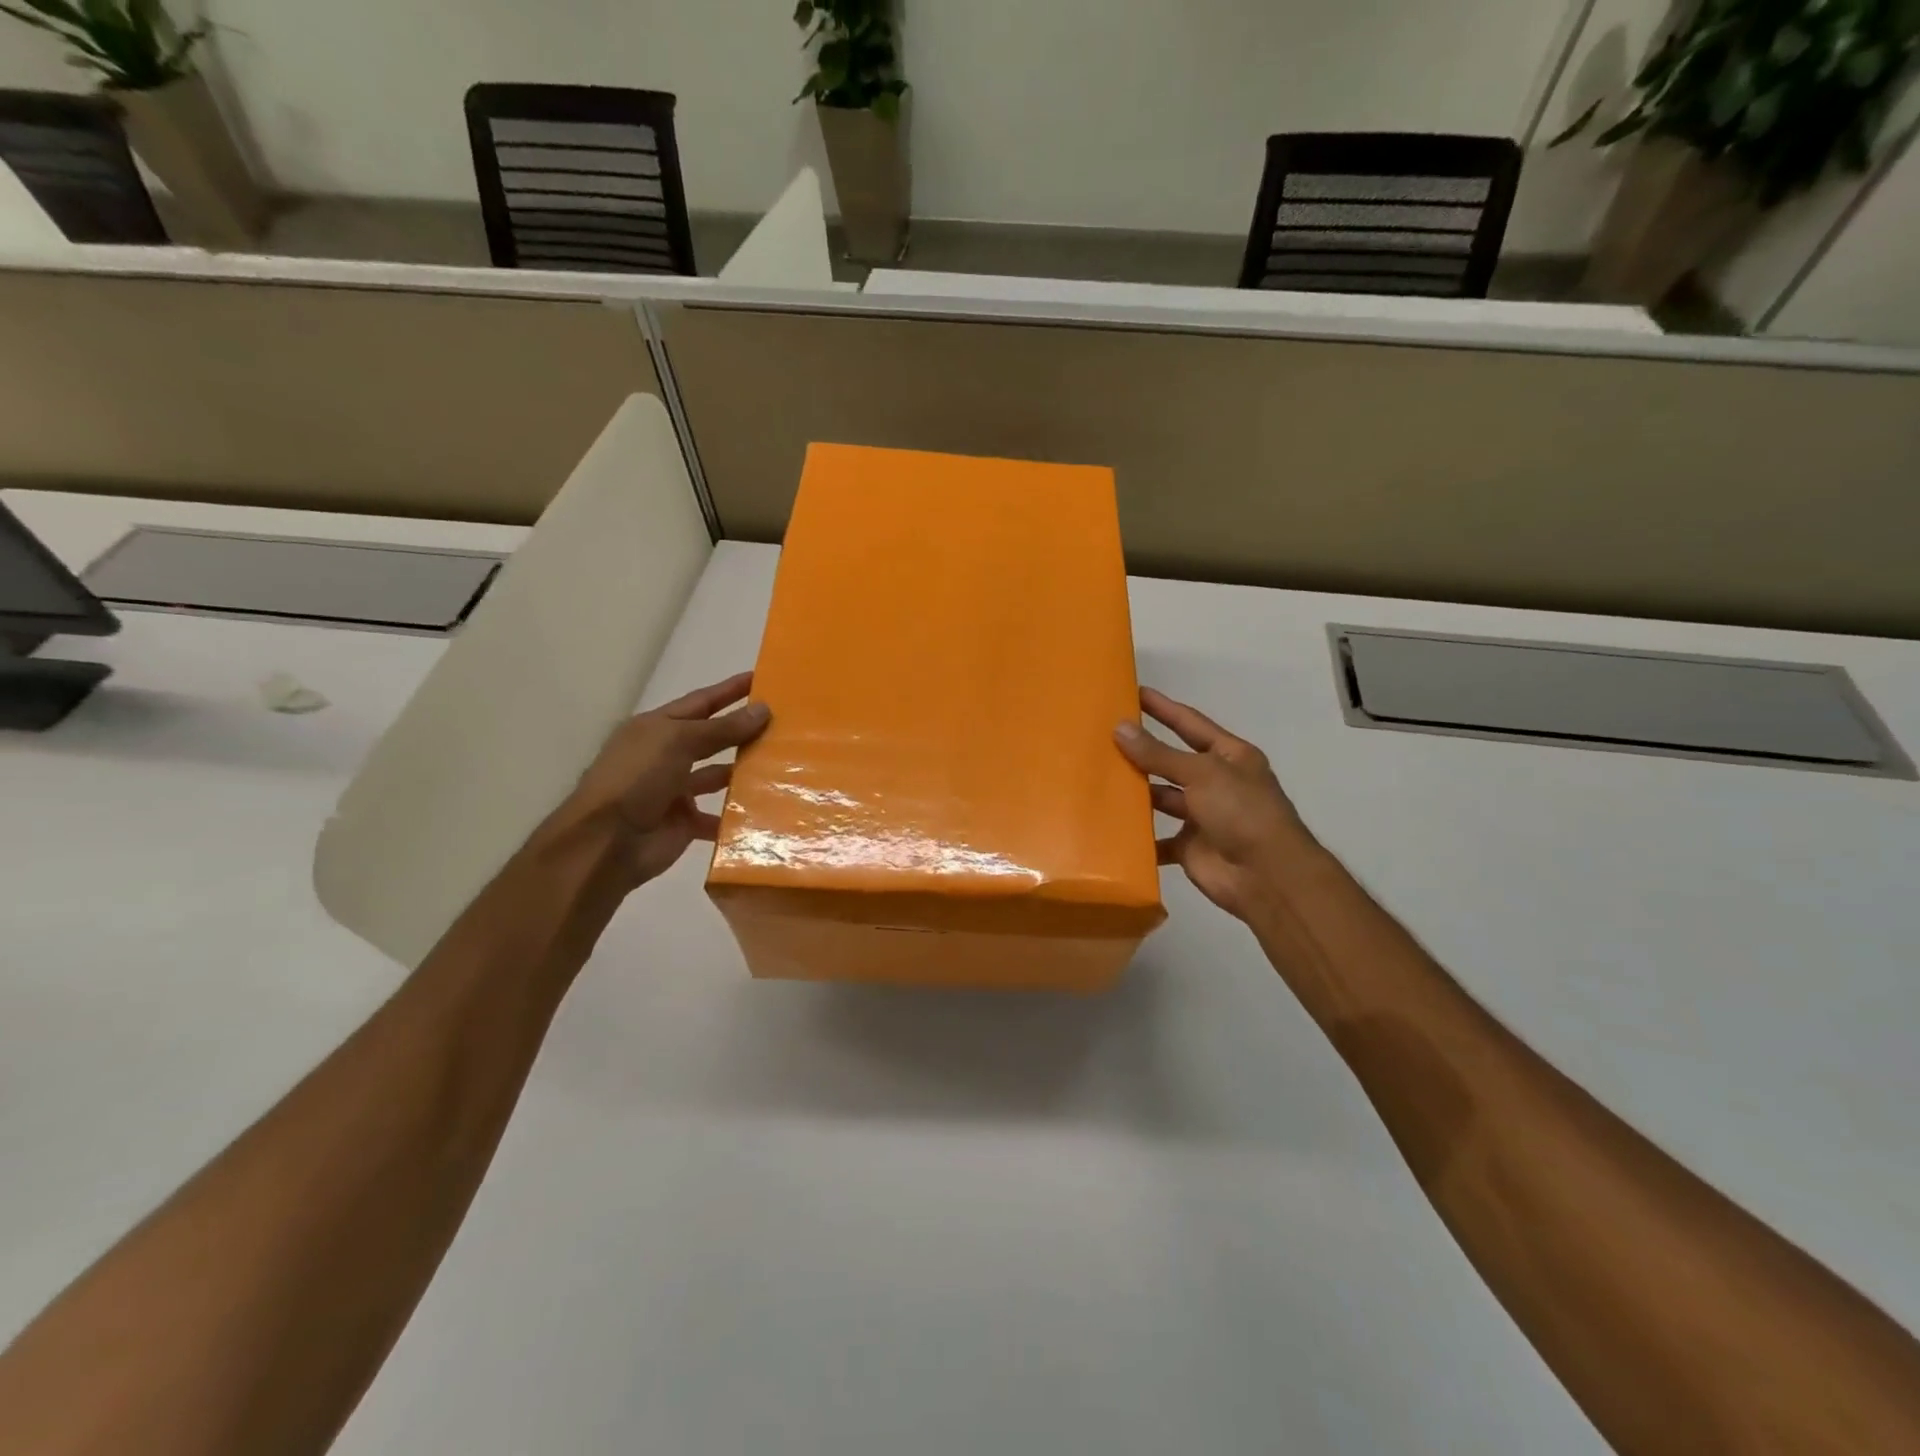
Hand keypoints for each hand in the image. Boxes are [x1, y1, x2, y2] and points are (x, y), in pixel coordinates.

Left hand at [553, 671, 769, 888]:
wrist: (606, 843)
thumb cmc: (636, 779)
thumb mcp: (678, 742)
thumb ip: (722, 728)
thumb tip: (763, 709)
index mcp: (656, 729)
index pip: (700, 703)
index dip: (729, 691)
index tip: (762, 679)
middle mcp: (665, 756)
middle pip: (712, 739)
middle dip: (743, 731)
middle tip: (783, 723)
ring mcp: (675, 791)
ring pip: (718, 776)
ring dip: (745, 772)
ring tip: (784, 764)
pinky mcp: (685, 824)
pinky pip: (719, 817)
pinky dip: (739, 815)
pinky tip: (769, 808)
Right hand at [1114, 688, 1318, 926]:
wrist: (1267, 876)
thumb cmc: (1242, 811)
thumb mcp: (1201, 773)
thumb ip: (1159, 754)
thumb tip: (1120, 728)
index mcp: (1229, 756)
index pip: (1190, 724)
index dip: (1163, 708)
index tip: (1133, 692)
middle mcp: (1216, 783)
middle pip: (1171, 761)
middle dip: (1142, 751)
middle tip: (1102, 736)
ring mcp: (1202, 816)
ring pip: (1161, 798)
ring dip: (1136, 791)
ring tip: (1098, 777)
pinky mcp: (1188, 847)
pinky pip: (1156, 838)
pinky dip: (1137, 836)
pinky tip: (1108, 825)